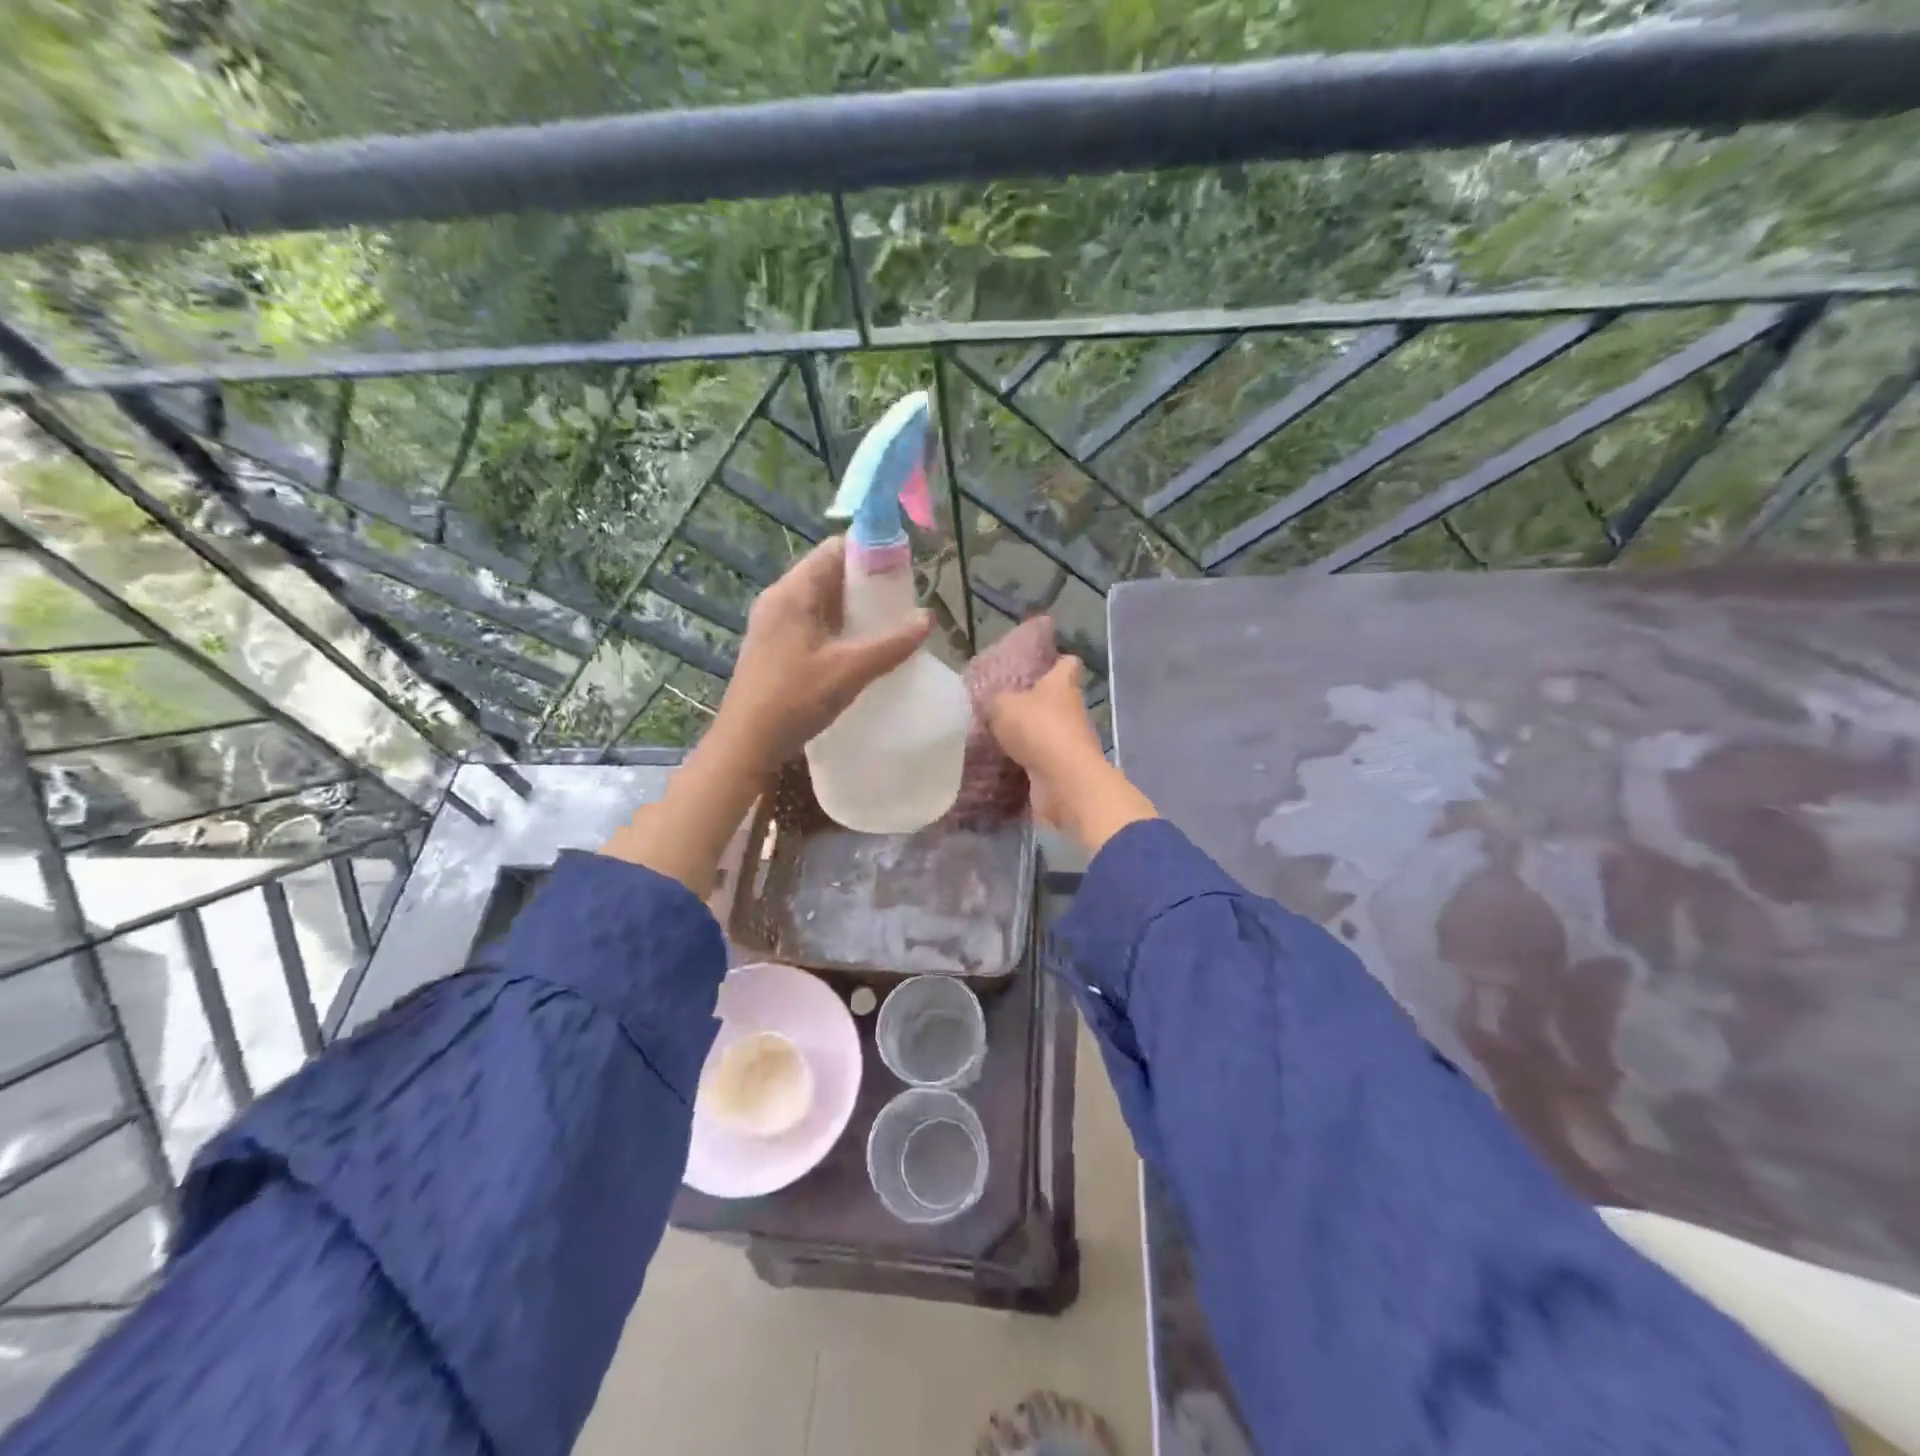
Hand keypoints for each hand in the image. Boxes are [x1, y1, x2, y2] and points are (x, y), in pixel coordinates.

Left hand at [709, 535, 931, 776]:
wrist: (746, 744)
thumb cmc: (794, 700)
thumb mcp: (849, 671)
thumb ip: (890, 644)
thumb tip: (927, 618)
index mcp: (793, 592)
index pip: (835, 550)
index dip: (870, 554)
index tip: (901, 574)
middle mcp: (779, 599)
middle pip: (828, 574)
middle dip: (865, 585)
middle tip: (899, 606)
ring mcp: (773, 624)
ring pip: (820, 602)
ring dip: (852, 610)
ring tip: (885, 629)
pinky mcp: (773, 647)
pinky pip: (811, 623)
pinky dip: (837, 629)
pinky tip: (857, 652)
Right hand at [989, 657, 1156, 854]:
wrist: (1063, 780)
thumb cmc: (1037, 728)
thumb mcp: (1003, 705)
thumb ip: (996, 701)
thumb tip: (995, 704)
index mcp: (1062, 684)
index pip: (1067, 663)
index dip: (1055, 662)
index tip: (1039, 666)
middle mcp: (1072, 710)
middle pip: (1057, 700)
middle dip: (1034, 703)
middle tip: (1004, 707)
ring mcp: (1071, 741)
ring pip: (1048, 731)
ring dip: (1029, 736)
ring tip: (997, 737)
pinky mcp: (1063, 769)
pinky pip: (1042, 760)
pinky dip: (1026, 762)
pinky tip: (1003, 762)